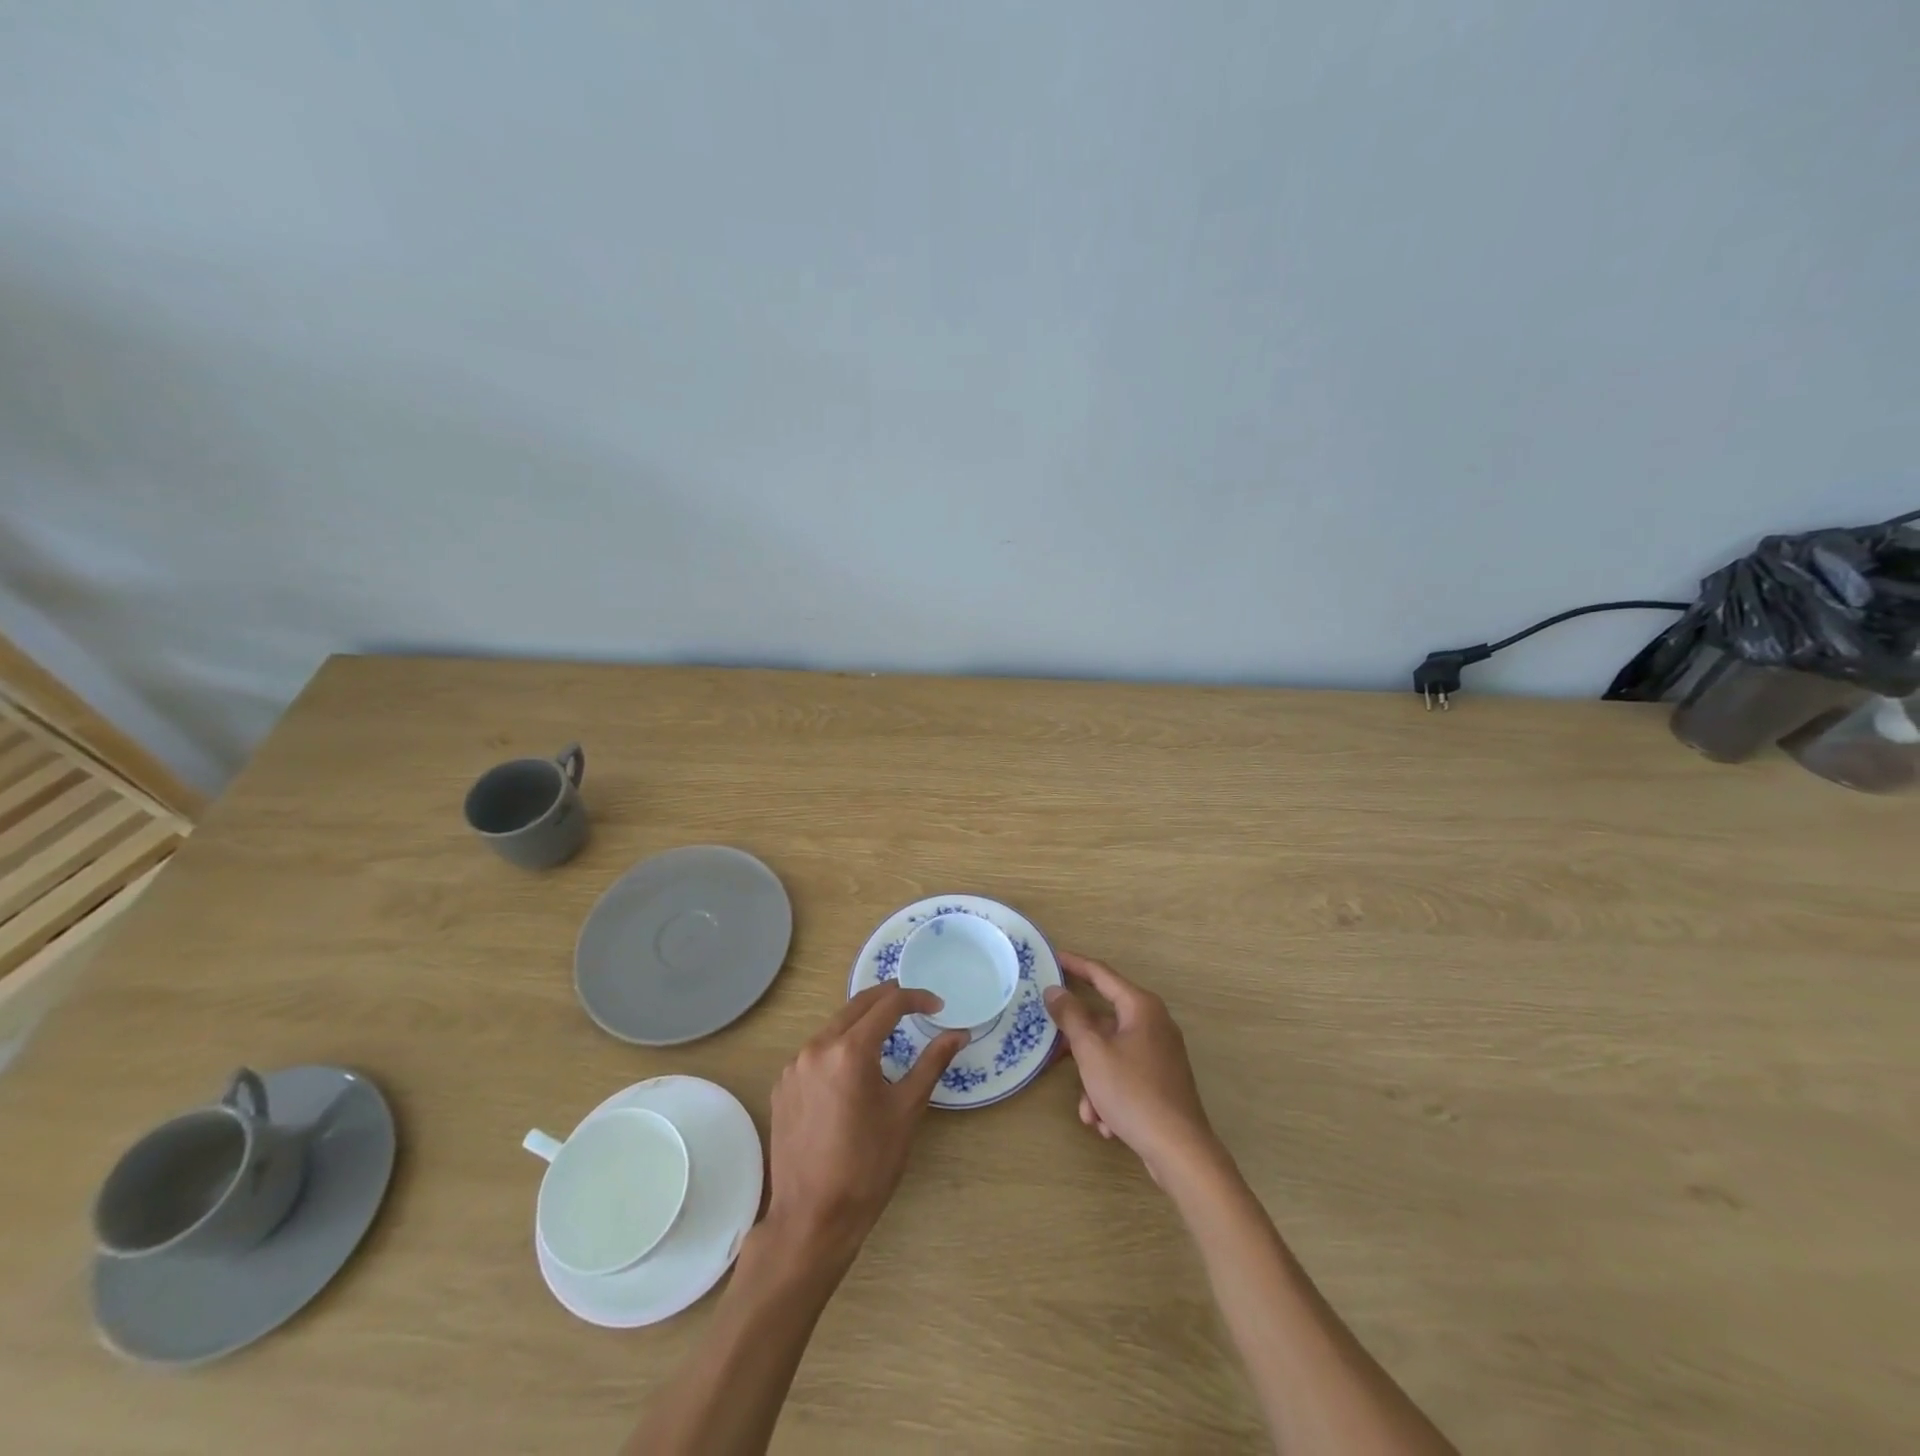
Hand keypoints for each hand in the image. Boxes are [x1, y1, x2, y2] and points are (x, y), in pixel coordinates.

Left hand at [763, 983, 967, 1267]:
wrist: (812, 1219)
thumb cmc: (867, 1166)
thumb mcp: (906, 1111)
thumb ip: (932, 1063)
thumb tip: (958, 1034)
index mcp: (850, 1050)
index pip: (888, 1004)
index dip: (917, 998)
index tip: (938, 1007)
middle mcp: (817, 1047)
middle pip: (857, 1006)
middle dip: (888, 1000)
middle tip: (915, 1007)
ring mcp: (794, 1066)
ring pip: (834, 1027)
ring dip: (862, 1024)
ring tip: (887, 1037)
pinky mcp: (782, 1086)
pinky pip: (815, 1052)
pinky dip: (838, 1049)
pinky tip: (852, 1072)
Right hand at [1045, 951, 1218, 1184]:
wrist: (1180, 1151)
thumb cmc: (1132, 1092)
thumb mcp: (1092, 1052)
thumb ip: (1071, 1017)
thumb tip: (1055, 990)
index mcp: (1140, 1007)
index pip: (1101, 974)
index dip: (1074, 964)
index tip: (1051, 958)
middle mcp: (1153, 1023)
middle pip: (1103, 1020)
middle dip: (1077, 1042)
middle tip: (1050, 1045)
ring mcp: (1159, 1053)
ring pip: (1111, 1053)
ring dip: (1092, 1079)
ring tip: (1087, 1110)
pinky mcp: (1161, 1080)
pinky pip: (1124, 1075)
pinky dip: (1109, 1093)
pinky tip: (1104, 1123)